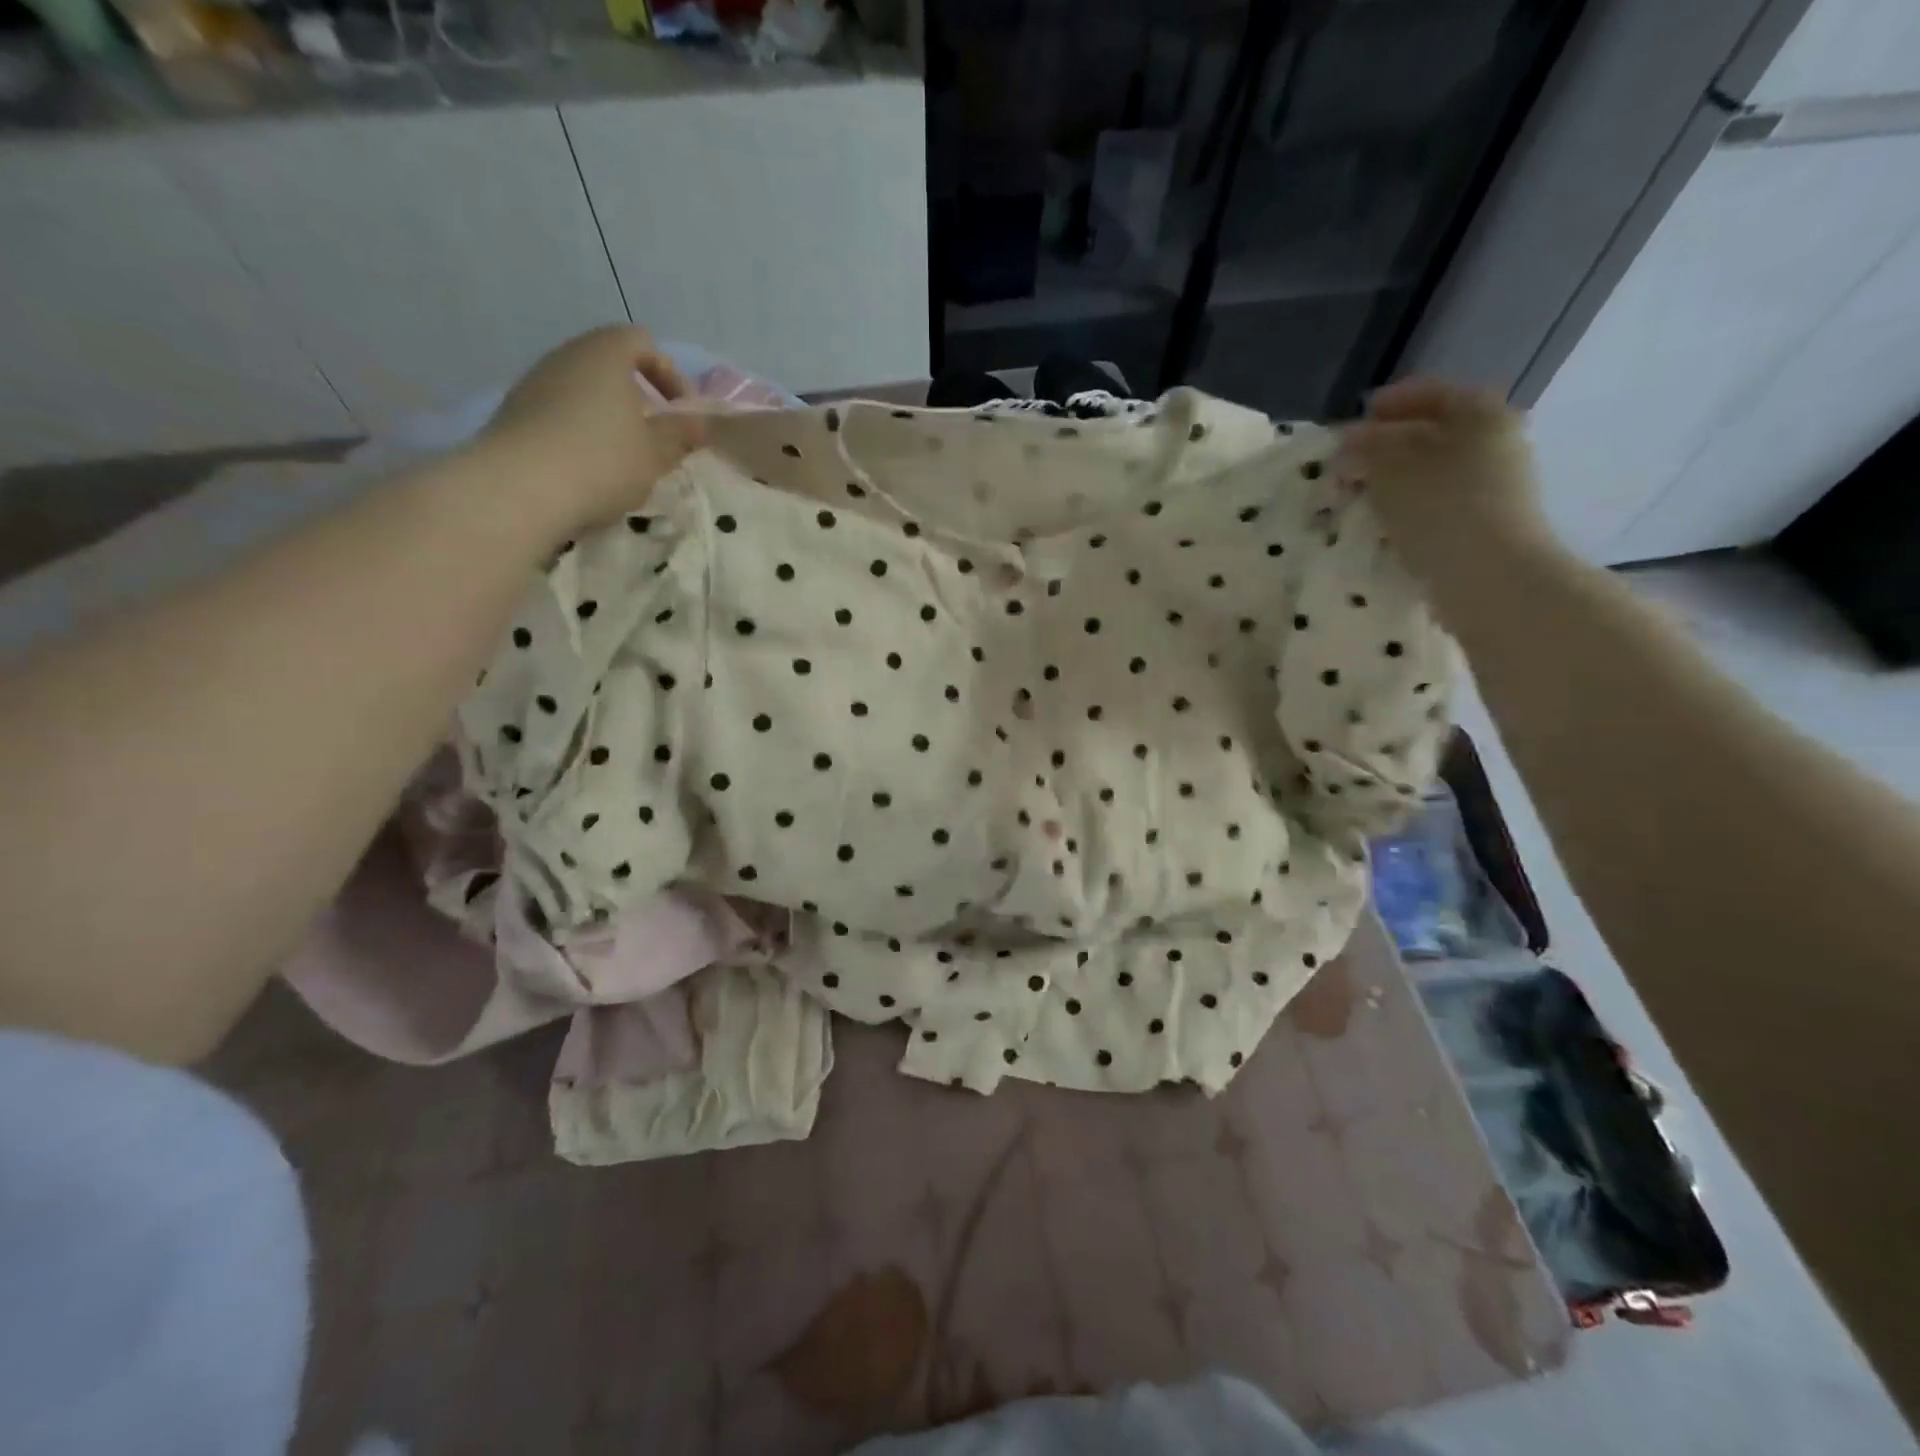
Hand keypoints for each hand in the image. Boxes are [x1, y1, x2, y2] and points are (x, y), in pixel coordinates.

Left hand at [482, 325, 707, 534]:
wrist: (520, 488)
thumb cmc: (603, 460)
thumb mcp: (656, 452)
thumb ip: (681, 433)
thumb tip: (701, 423)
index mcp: (605, 353)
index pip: (643, 343)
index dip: (670, 375)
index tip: (682, 413)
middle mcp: (566, 356)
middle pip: (610, 364)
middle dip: (638, 398)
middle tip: (656, 437)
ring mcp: (535, 383)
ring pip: (583, 390)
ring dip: (609, 417)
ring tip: (623, 458)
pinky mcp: (515, 413)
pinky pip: (559, 413)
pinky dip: (580, 432)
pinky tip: (589, 468)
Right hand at [1335, 378, 1552, 579]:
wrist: (1490, 577)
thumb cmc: (1440, 509)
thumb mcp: (1389, 468)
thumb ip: (1365, 446)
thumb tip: (1350, 441)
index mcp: (1480, 412)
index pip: (1427, 394)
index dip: (1385, 406)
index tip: (1349, 425)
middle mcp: (1495, 440)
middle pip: (1432, 433)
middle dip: (1387, 447)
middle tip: (1348, 466)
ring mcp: (1496, 484)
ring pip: (1434, 470)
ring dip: (1395, 480)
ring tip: (1359, 497)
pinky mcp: (1487, 522)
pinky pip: (1439, 503)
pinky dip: (1410, 507)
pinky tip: (1384, 524)